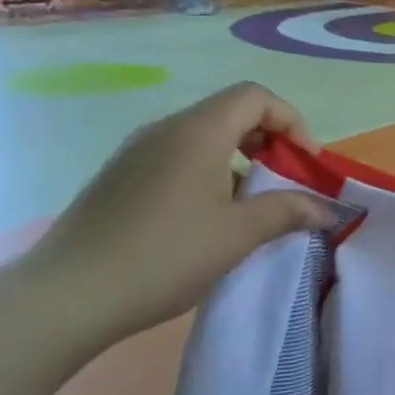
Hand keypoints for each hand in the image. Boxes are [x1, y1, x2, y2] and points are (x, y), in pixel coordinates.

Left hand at [24, 84, 330, 343]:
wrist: (67, 297)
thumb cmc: (165, 255)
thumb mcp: (239, 234)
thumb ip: (288, 211)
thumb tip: (326, 208)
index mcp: (197, 132)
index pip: (255, 97)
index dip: (291, 121)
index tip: (305, 163)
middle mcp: (164, 131)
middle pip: (230, 113)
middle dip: (269, 142)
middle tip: (286, 182)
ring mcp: (136, 154)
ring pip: (204, 138)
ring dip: (240, 161)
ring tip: (253, 207)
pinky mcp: (119, 180)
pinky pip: (178, 160)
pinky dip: (209, 175)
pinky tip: (210, 221)